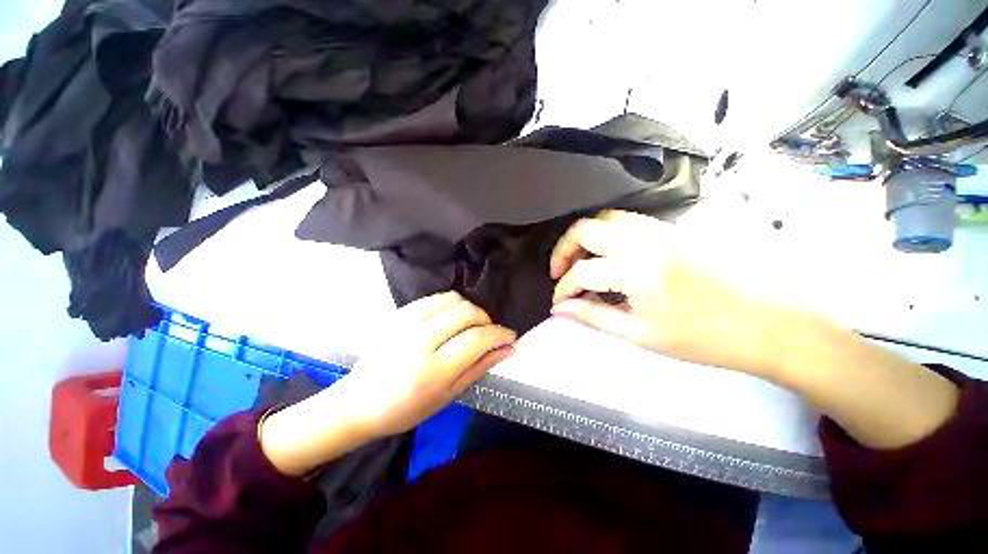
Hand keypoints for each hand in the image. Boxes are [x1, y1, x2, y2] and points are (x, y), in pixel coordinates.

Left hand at [343, 291, 516, 437]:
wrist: (358, 402)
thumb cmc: (405, 409)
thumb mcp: (447, 396)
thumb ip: (478, 368)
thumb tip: (507, 349)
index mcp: (433, 370)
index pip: (477, 339)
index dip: (499, 334)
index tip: (510, 336)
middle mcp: (420, 340)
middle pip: (467, 312)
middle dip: (486, 320)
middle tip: (489, 333)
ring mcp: (406, 322)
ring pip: (453, 299)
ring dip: (470, 310)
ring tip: (471, 325)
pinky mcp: (398, 313)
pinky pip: (435, 298)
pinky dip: (451, 305)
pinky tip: (451, 319)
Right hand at [551, 211, 958, 449]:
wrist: (768, 322)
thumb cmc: (703, 337)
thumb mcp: (640, 334)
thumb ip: (593, 317)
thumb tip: (559, 310)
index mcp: (637, 272)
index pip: (582, 272)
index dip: (563, 289)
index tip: (559, 302)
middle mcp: (644, 241)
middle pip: (586, 228)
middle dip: (563, 249)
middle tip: (560, 272)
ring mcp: (660, 230)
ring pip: (605, 218)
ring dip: (584, 237)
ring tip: (580, 260)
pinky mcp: (671, 229)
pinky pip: (626, 220)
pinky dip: (606, 232)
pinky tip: (608, 253)